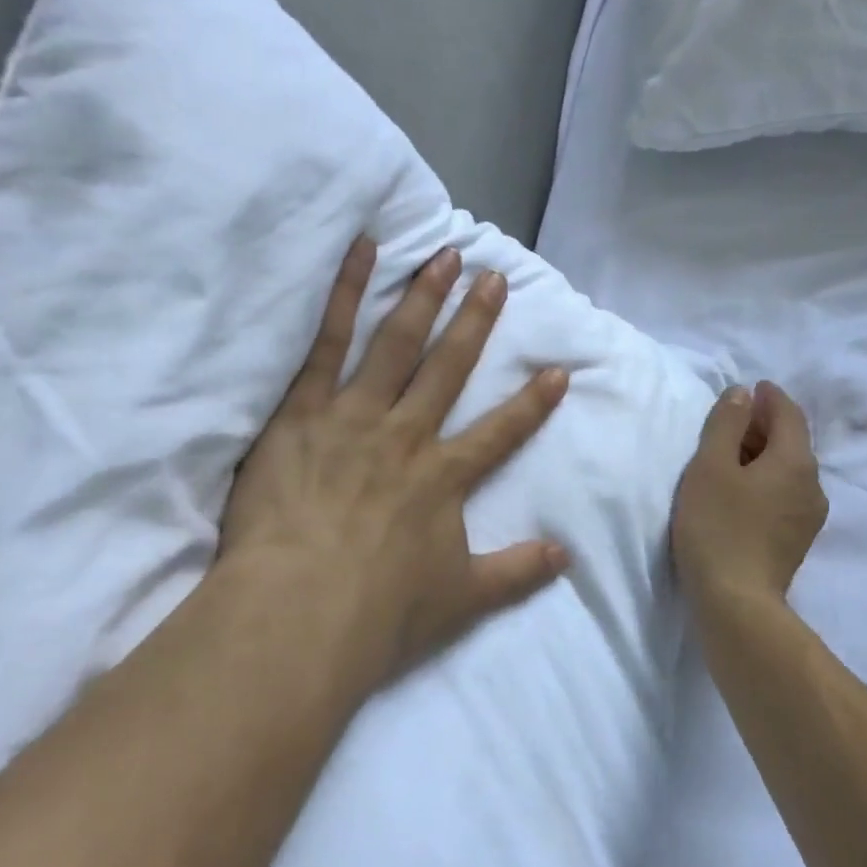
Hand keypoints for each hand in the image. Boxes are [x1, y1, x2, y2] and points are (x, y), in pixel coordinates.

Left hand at [214, 237, 570, 700]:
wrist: (298, 613)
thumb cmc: (381, 611)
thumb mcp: (463, 599)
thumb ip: (518, 572)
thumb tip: (568, 557)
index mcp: (444, 477)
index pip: (501, 432)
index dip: (533, 402)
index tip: (557, 370)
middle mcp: (407, 435)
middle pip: (450, 369)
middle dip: (476, 322)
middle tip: (495, 277)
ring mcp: (355, 418)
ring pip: (397, 345)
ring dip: (424, 299)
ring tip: (444, 255)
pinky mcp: (303, 412)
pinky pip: (327, 344)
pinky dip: (345, 296)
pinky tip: (361, 253)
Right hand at [672, 381, 828, 611]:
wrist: (737, 603)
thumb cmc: (718, 527)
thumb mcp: (711, 466)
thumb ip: (726, 424)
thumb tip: (742, 394)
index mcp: (796, 461)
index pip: (789, 414)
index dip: (770, 397)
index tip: (751, 388)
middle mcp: (812, 485)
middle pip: (792, 442)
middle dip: (765, 425)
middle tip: (732, 421)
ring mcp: (809, 517)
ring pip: (789, 470)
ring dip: (764, 455)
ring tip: (732, 455)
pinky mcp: (797, 540)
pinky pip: (785, 494)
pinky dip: (767, 480)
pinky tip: (743, 491)